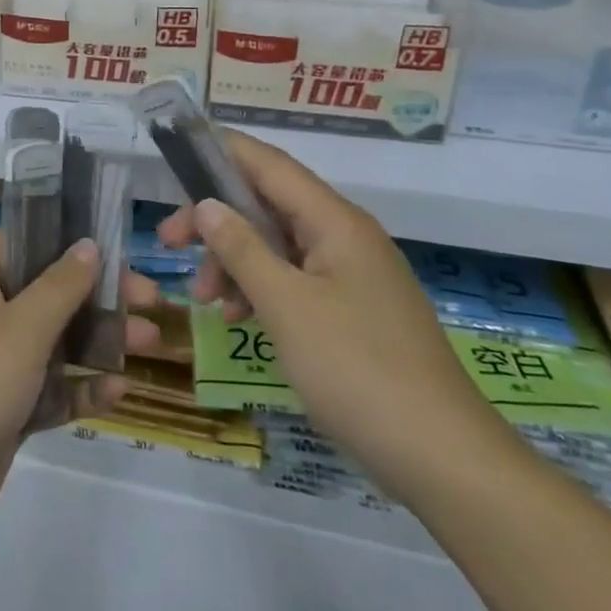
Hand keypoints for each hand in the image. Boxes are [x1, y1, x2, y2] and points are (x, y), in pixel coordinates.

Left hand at [0, 232, 164, 549]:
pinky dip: (81, 388)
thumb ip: (59, 287)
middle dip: (99, 295)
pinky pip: (51, 391)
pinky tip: (118, 391)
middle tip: (150, 299)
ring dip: (100, 342)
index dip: (65, 238)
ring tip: (149, 343)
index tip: (113, 243)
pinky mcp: (7, 412)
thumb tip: (88, 244)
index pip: (23, 243)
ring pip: (57, 344)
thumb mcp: (20, 329)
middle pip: (51, 294)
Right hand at [159, 131, 515, 500]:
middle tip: (167, 242)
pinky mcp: (355, 311)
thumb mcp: (286, 305)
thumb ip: (242, 249)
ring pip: (279, 247)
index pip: (270, 165)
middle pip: (268, 206)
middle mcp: (345, 237)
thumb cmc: (357, 369)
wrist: (443, 458)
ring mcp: (353, 276)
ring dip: (235, 262)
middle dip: (216, 221)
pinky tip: (239, 318)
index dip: (223, 151)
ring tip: (205, 299)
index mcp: (335, 221)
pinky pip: (296, 281)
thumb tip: (207, 205)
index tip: (177, 152)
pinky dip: (262, 290)